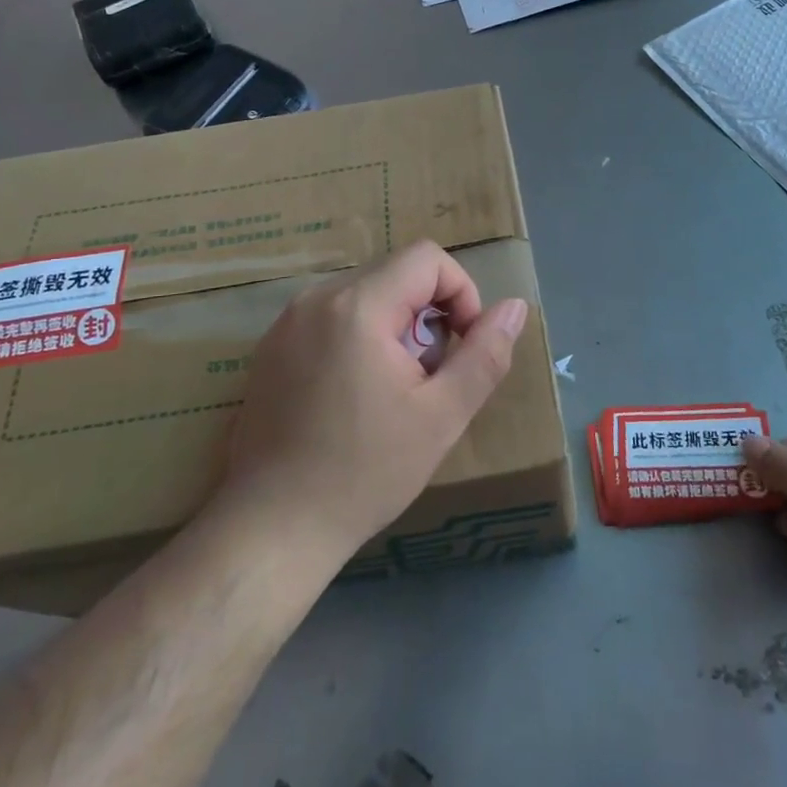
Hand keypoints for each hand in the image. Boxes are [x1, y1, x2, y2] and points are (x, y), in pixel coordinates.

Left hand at [220, 241, 528, 558]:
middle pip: (396, 273)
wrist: (271, 528)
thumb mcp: (442, 415)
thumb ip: (485, 354)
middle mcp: (316, 298)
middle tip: (427, 377)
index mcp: (357, 305)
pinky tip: (354, 396)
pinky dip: (360, 337)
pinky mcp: (271, 346)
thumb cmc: (364, 472)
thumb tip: (515, 307)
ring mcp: (287, 321)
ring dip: (396, 327)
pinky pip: (332, 316)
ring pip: (366, 294)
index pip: (427, 258)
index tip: (461, 347)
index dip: (460, 293)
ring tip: (392, 390)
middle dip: (428, 315)